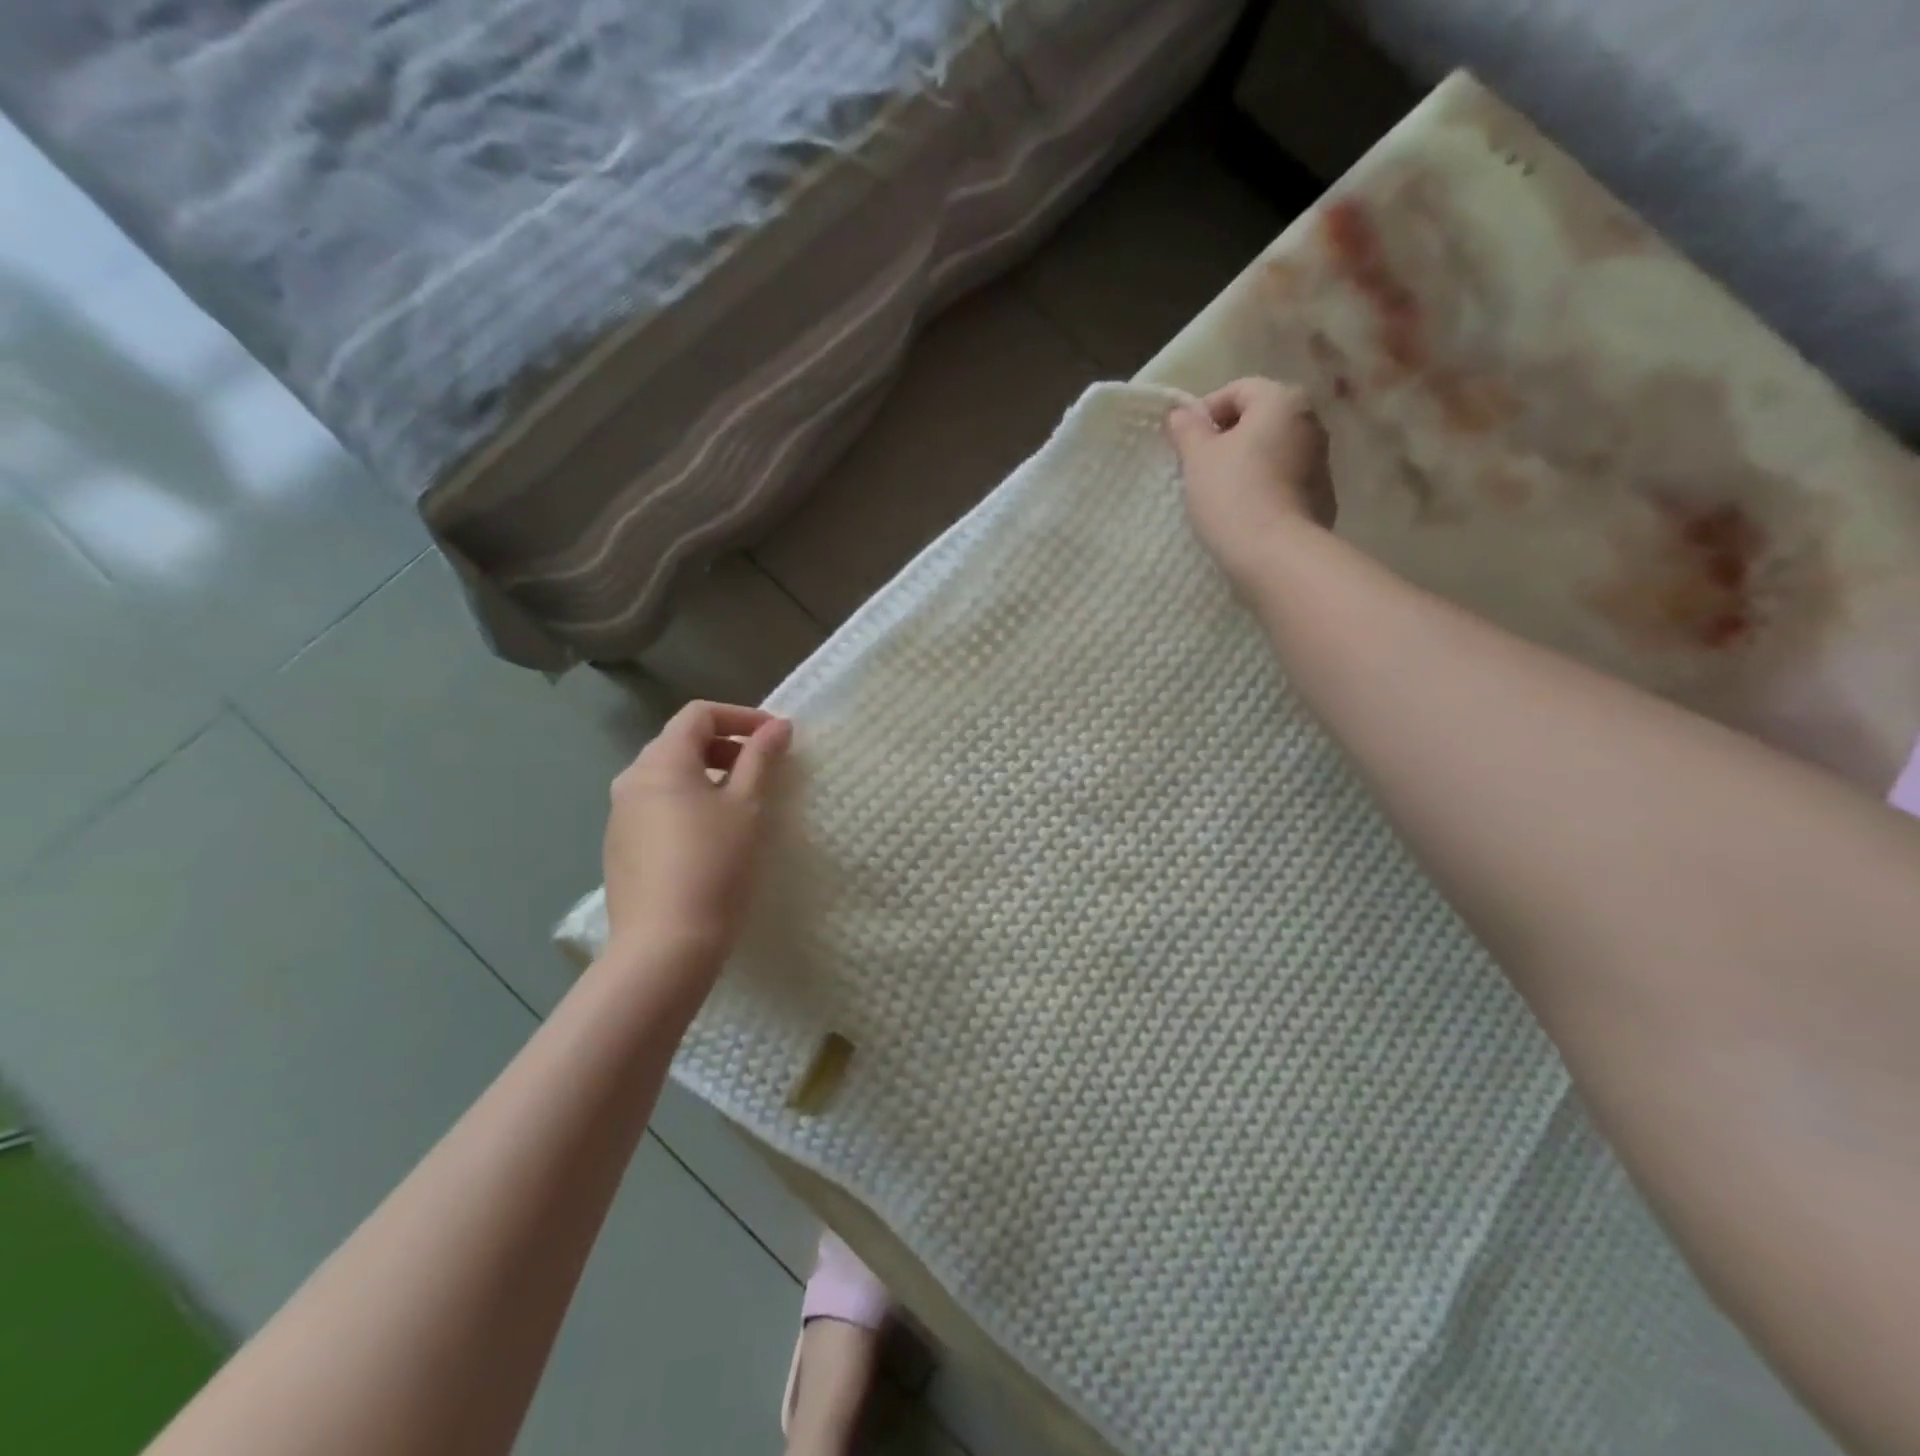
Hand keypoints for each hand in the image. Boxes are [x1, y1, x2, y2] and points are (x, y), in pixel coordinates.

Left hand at [602, 701, 792, 978]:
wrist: (665, 945)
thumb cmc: (714, 864)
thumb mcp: (746, 806)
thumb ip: (760, 759)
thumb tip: (778, 726)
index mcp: (660, 762)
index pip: (699, 715)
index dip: (741, 716)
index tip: (776, 736)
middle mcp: (631, 780)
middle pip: (681, 742)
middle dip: (726, 746)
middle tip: (764, 767)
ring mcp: (620, 815)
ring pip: (668, 776)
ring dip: (708, 775)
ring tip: (743, 802)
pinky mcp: (621, 847)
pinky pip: (658, 807)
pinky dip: (689, 803)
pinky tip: (713, 835)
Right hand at [1166, 378, 1332, 590]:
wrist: (1276, 554)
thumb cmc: (1232, 494)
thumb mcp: (1198, 458)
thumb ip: (1188, 429)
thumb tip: (1181, 413)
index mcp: (1282, 400)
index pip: (1237, 390)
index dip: (1205, 412)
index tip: (1184, 443)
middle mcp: (1311, 421)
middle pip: (1260, 419)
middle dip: (1228, 438)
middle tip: (1198, 468)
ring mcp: (1322, 460)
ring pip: (1273, 451)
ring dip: (1247, 463)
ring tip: (1219, 493)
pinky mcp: (1322, 496)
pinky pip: (1285, 480)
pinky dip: (1264, 487)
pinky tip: (1244, 512)